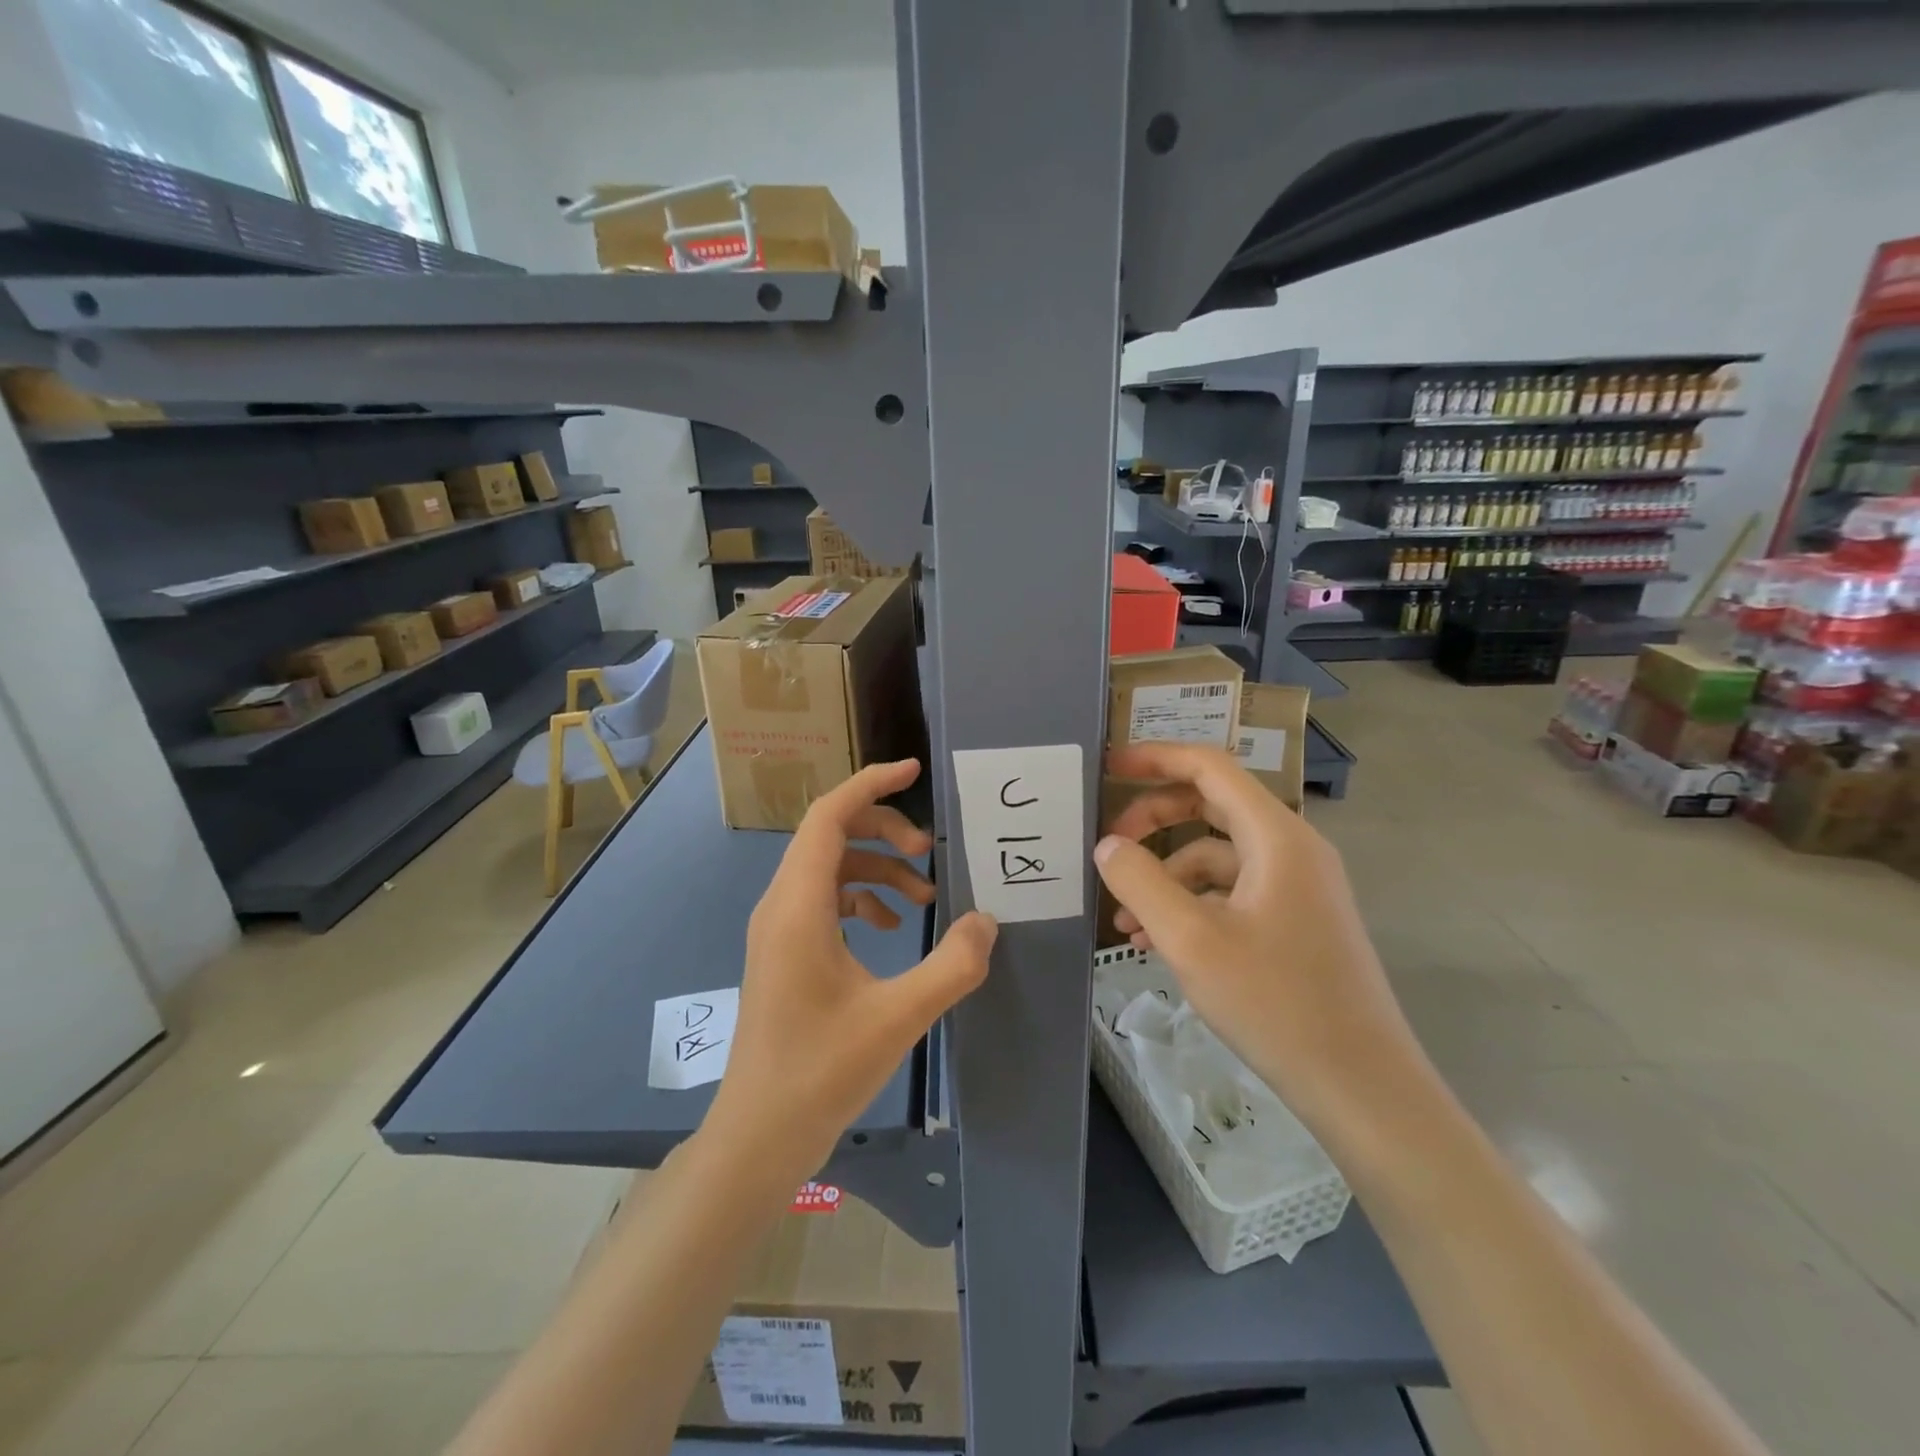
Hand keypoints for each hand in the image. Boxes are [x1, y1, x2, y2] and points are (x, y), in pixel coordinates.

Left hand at [703, 760, 996, 1192]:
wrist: (759, 1136)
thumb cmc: (820, 1072)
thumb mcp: (898, 1017)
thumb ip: (951, 965)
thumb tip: (987, 920)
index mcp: (798, 905)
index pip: (828, 815)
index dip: (870, 784)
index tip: (914, 770)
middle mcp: (781, 905)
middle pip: (830, 834)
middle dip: (884, 830)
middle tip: (930, 851)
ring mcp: (779, 929)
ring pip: (829, 867)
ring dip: (878, 867)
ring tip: (924, 896)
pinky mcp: (785, 952)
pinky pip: (825, 900)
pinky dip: (862, 897)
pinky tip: (892, 926)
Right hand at [1095, 743, 1424, 1131]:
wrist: (1362, 1088)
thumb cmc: (1276, 1004)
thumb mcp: (1190, 940)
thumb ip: (1140, 882)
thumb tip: (1108, 846)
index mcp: (1276, 837)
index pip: (1210, 768)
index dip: (1156, 758)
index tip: (1109, 765)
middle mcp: (1291, 850)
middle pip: (1211, 807)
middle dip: (1153, 821)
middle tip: (1108, 847)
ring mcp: (1297, 887)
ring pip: (1216, 857)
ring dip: (1165, 876)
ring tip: (1124, 922)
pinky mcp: (1295, 922)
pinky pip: (1232, 893)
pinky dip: (1190, 905)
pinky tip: (1157, 944)